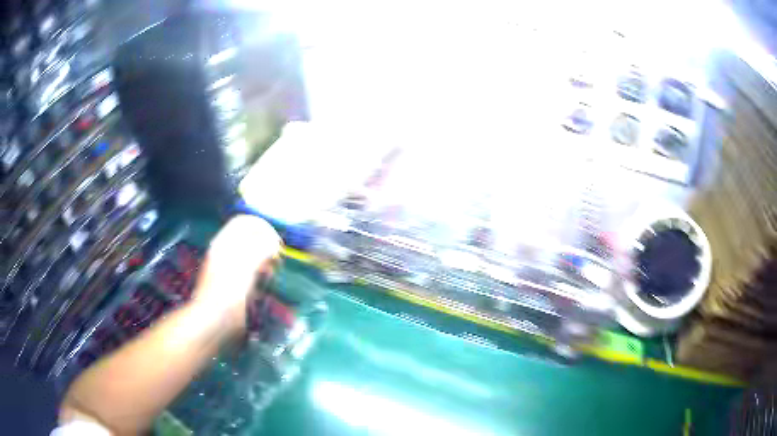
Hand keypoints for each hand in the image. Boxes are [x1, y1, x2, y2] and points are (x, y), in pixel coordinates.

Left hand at [191, 215, 281, 335]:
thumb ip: (260, 250)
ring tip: (272, 269)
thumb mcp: (245, 268)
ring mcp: (227, 268)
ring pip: (249, 254)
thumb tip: (273, 242)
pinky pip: (248, 270)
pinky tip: (264, 282)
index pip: (244, 222)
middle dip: (265, 243)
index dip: (261, 226)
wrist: (212, 322)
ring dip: (263, 258)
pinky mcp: (231, 284)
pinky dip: (259, 272)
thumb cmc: (227, 293)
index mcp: (224, 243)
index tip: (276, 240)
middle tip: (277, 256)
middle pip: (247, 237)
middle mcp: (224, 252)